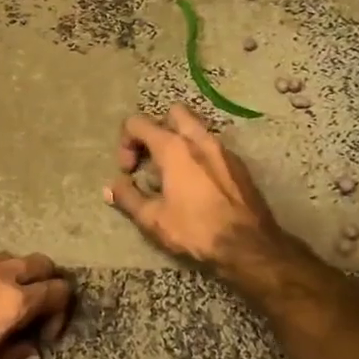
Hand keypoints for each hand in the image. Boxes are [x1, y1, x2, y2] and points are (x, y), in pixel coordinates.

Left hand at [0, 253, 73, 358]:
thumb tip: (29, 351)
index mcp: (13, 302)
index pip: (58, 291)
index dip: (61, 313)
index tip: (46, 336)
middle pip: (41, 264)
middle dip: (48, 284)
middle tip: (39, 311)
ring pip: (11, 259)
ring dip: (19, 277)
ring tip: (8, 304)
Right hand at [105, 106, 284, 272]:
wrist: (249, 245)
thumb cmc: (196, 229)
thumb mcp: (153, 219)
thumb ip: (128, 198)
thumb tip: (110, 188)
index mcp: (174, 147)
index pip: (138, 123)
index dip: (125, 143)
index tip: (129, 171)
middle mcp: (199, 139)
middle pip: (172, 113)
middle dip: (156, 130)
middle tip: (151, 158)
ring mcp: (223, 149)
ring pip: (196, 128)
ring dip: (179, 141)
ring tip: (172, 173)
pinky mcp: (239, 164)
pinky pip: (212, 146)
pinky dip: (198, 155)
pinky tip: (196, 184)